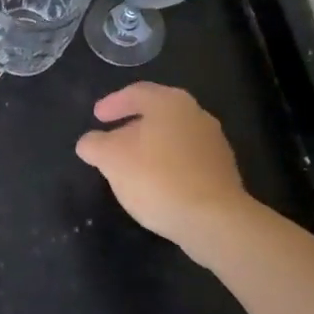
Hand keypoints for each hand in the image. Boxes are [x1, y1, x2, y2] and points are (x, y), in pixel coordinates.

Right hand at [75, 83, 248, 258]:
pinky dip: (168, 165)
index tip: (97, 117)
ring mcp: (214, 143)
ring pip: (173, 137)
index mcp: (170, 102)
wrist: (214, 220)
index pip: (136, 93)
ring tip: (131, 166)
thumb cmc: (157, 178)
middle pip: (157, 113)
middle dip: (132, 125)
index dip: (112, 103)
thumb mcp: (111, 159)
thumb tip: (89, 142)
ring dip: (151, 147)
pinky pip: (187, 160)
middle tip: (112, 139)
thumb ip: (95, 145)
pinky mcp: (223, 171)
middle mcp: (196, 114)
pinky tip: (156, 185)